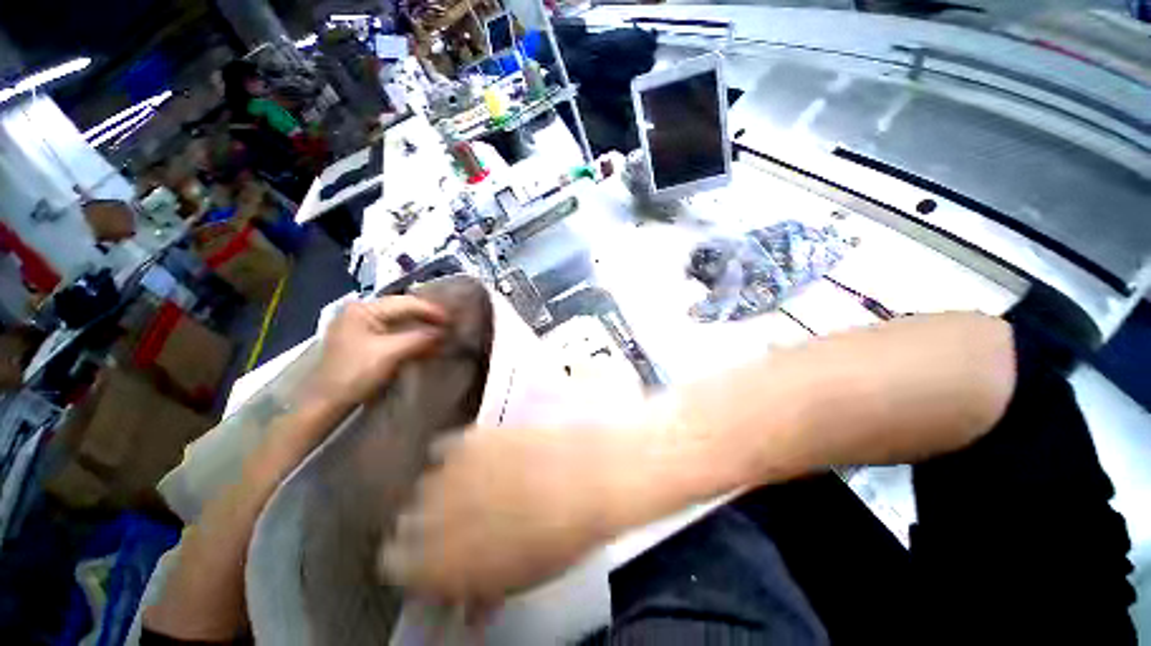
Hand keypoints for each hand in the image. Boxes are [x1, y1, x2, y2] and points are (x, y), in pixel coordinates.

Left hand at [311, 296, 447, 408]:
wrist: (327, 403)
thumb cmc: (354, 374)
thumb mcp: (389, 353)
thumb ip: (418, 338)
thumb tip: (443, 332)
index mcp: (364, 309)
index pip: (405, 303)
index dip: (431, 310)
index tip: (452, 320)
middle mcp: (363, 312)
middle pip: (403, 310)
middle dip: (427, 318)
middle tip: (450, 326)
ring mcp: (363, 326)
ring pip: (401, 322)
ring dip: (422, 329)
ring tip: (442, 335)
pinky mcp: (366, 341)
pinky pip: (395, 334)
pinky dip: (412, 339)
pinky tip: (427, 345)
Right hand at [380, 426, 617, 604]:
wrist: (584, 478)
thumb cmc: (558, 541)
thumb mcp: (520, 580)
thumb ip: (483, 593)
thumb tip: (468, 605)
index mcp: (437, 566)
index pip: (395, 565)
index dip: (414, 563)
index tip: (432, 558)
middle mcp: (429, 518)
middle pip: (406, 521)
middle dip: (427, 526)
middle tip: (459, 519)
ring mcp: (448, 472)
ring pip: (424, 484)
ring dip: (442, 489)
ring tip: (474, 484)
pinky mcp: (469, 438)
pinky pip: (443, 448)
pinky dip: (454, 455)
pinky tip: (477, 457)